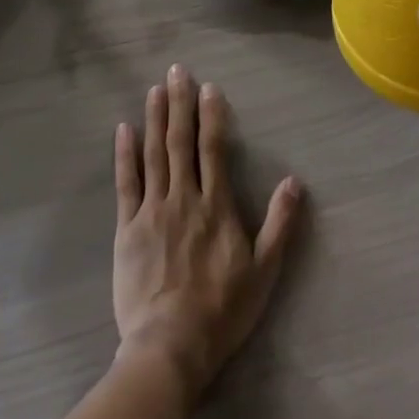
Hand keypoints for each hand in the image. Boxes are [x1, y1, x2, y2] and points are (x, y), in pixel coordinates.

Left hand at [112, 65, 301, 399]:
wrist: (170, 348)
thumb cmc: (221, 311)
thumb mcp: (264, 271)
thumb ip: (279, 223)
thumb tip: (295, 181)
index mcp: (216, 206)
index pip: (213, 148)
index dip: (211, 115)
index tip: (209, 87)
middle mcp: (183, 198)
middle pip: (180, 141)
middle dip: (179, 103)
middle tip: (177, 71)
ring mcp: (152, 211)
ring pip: (153, 154)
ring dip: (154, 119)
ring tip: (154, 89)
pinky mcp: (127, 229)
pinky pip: (126, 183)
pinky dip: (125, 154)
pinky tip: (123, 130)